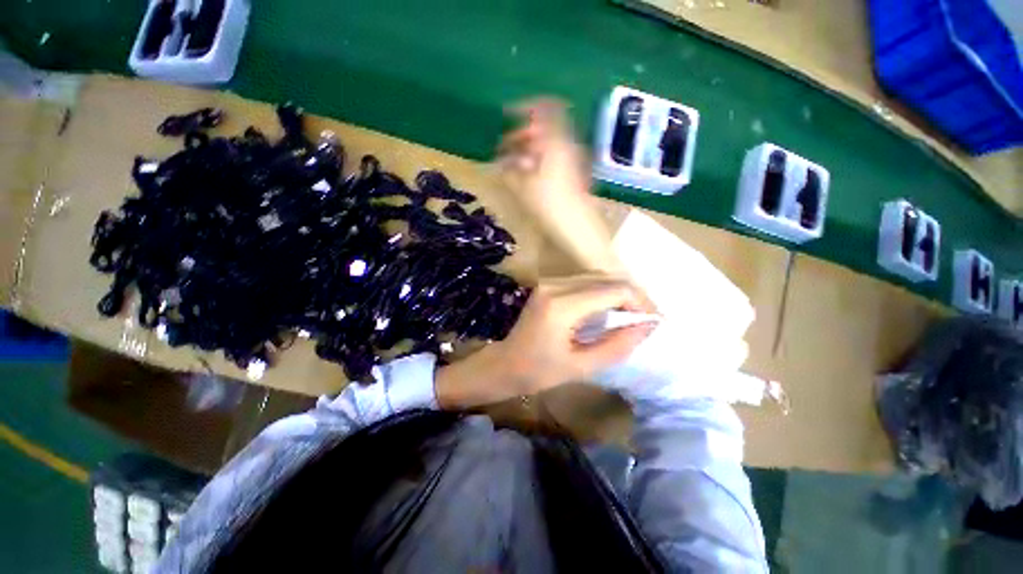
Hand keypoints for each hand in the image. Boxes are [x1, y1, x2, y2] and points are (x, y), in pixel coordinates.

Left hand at [435, 276, 655, 408]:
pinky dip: (603, 294)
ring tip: (632, 316)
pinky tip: (610, 311)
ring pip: (597, 278)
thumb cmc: (538, 372)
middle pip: (606, 279)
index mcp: (561, 306)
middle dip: (632, 297)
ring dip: (618, 294)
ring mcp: (549, 283)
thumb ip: (617, 345)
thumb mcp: (581, 366)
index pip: (612, 290)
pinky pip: (584, 282)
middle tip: (646, 320)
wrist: (504, 364)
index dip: (639, 303)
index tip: (653, 322)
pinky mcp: (548, 286)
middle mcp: (555, 286)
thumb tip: (647, 327)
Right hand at [497, 99, 622, 273]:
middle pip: (546, 128)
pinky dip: (540, 161)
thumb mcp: (524, 187)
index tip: (507, 114)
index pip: (545, 109)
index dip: (525, 108)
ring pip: (550, 145)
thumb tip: (501, 160)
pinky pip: (555, 159)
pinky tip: (530, 175)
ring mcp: (574, 161)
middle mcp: (568, 146)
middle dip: (524, 134)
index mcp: (556, 142)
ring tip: (514, 164)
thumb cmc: (551, 207)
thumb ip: (511, 169)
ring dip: (531, 149)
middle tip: (506, 147)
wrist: (580, 231)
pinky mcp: (575, 175)